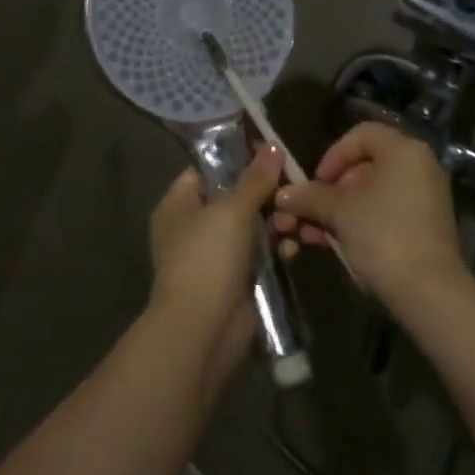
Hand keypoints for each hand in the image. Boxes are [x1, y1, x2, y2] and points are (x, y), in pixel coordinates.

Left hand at [148, 146, 282, 388]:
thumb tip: (272, 146)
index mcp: (178, 206)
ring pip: (249, 228)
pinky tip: (294, 245)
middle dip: (263, 194)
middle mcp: (192, 228)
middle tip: (292, 186)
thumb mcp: (231, 210)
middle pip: (232, 199)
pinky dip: (275, 250)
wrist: (203, 329)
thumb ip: (254, 179)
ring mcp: (214, 256)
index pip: (205, 171)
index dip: (235, 160)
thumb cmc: (207, 257)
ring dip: (274, 222)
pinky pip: (259, 256)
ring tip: (296, 218)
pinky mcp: (235, 281)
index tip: (268, 153)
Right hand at [271, 122, 463, 310]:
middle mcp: (418, 167)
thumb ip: (309, 196)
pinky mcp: (423, 227)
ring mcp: (423, 198)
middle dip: (328, 191)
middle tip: (307, 212)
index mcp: (404, 151)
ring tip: (310, 234)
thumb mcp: (339, 212)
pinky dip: (357, 223)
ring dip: (336, 211)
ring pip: (370, 195)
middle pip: (363, 167)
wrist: (428, 292)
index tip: (315, 182)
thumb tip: (283, 194)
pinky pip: (384, 214)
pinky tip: (331, 244)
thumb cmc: (382, 235)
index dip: (333, 155)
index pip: (361, 134)